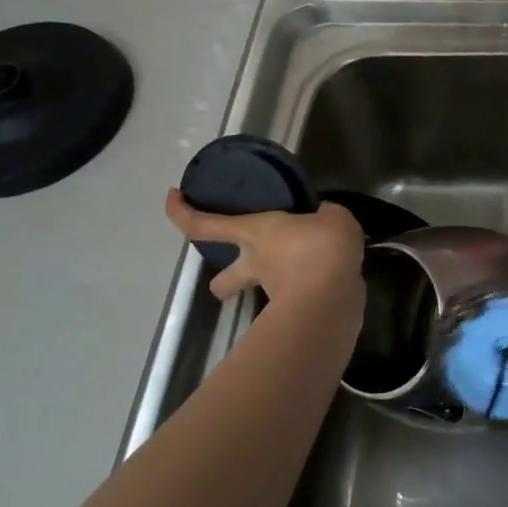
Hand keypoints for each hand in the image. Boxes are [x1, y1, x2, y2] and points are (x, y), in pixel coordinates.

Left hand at [163, 191, 363, 307]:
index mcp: (254, 234)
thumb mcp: (333, 217)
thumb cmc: (321, 248)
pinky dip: (309, 286)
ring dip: (272, 282)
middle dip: (221, 282)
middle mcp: (256, 264)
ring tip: (298, 269)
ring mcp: (275, 291)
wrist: (335, 298)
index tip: (172, 197)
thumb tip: (324, 217)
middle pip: (221, 280)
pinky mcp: (300, 309)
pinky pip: (297, 293)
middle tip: (236, 269)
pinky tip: (331, 276)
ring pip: (260, 291)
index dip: (181, 212)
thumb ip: (325, 215)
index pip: (202, 225)